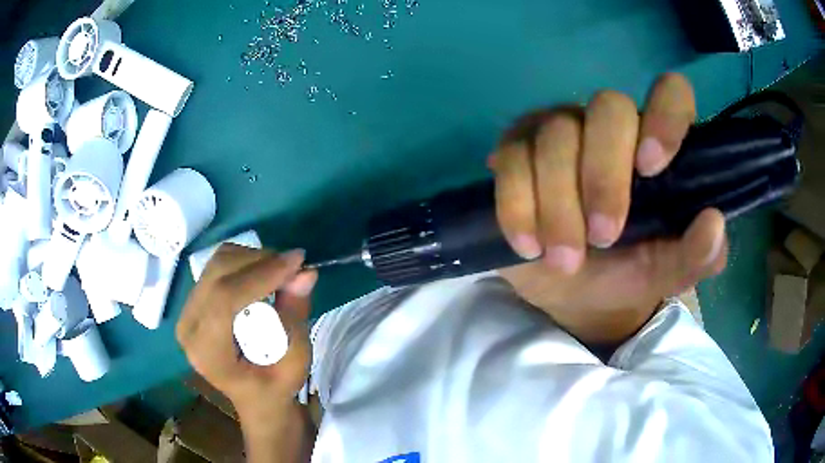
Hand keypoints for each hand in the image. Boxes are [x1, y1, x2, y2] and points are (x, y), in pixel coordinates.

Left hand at [176, 245, 317, 419]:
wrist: (254, 396)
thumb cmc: (274, 388)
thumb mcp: (294, 363)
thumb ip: (295, 318)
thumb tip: (305, 273)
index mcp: (207, 353)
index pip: (224, 300)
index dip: (261, 275)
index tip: (297, 262)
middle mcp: (189, 327)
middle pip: (218, 273)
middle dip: (260, 261)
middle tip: (294, 267)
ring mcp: (187, 311)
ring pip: (218, 263)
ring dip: (253, 259)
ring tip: (281, 272)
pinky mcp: (194, 300)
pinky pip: (218, 266)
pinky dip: (245, 262)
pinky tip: (263, 276)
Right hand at [493, 74, 727, 342]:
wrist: (570, 293)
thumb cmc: (626, 274)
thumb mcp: (666, 272)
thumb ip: (697, 254)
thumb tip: (714, 222)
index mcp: (653, 146)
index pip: (670, 94)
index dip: (665, 115)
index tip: (651, 167)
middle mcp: (609, 127)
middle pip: (607, 108)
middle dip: (604, 176)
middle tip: (603, 237)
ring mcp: (559, 133)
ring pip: (555, 136)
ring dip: (558, 204)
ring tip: (564, 260)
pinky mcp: (516, 152)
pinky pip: (510, 160)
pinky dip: (517, 206)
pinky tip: (527, 245)